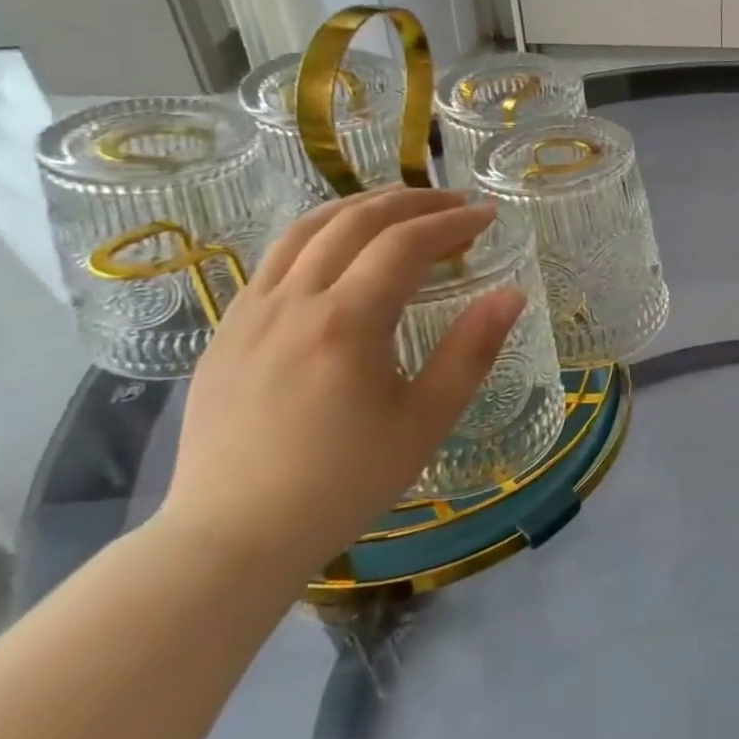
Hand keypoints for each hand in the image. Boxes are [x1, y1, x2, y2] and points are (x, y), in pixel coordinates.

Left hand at [158, 188, 524, 588]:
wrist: (232, 536)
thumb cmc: (346, 480)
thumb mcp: (428, 419)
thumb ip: (472, 350)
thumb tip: (511, 294)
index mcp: (346, 323)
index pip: (404, 245)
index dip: (452, 222)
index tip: (489, 215)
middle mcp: (292, 304)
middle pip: (352, 223)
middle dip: (409, 202)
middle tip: (454, 201)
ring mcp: (249, 316)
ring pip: (302, 232)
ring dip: (358, 208)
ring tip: (400, 207)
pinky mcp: (226, 335)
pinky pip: (274, 262)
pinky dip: (318, 236)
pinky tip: (340, 253)